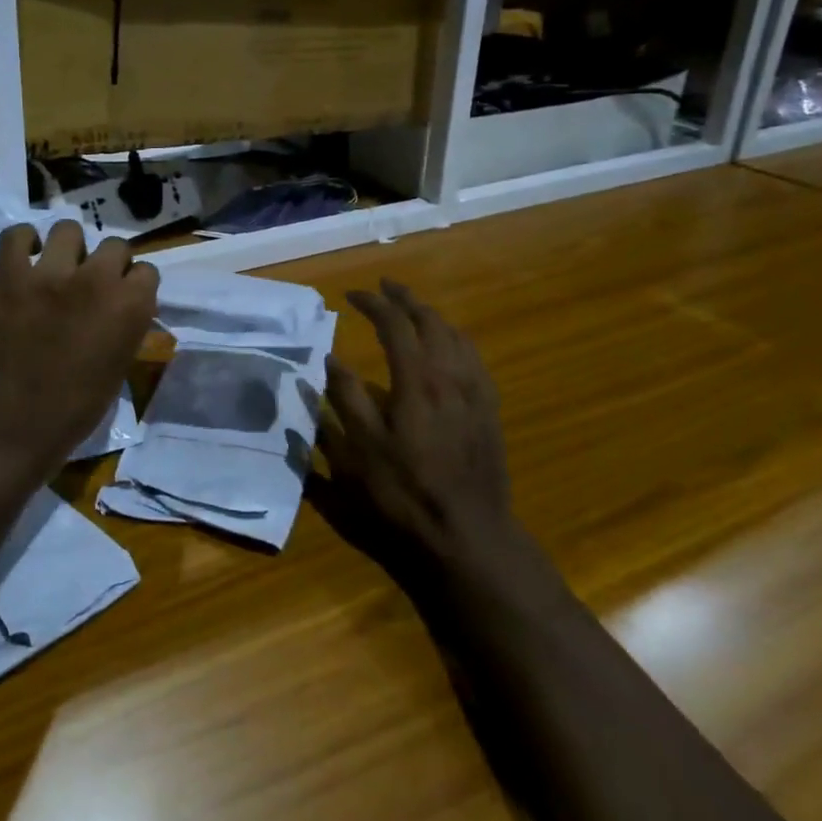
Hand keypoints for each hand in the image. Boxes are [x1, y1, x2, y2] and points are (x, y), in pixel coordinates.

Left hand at [0, 221, 159, 478]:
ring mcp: (49, 274)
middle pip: (114, 245)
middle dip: (108, 264)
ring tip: (59, 270)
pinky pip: (17, 234)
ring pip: (68, 229)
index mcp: (131, 306)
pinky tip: (27, 262)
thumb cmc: (78, 408)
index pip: (147, 270)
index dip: (134, 285)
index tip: (123, 299)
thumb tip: (125, 301)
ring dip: (69, 249)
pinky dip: (23, 243)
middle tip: (92, 286)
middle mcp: (96, 280)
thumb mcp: (122, 364)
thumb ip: (129, 323)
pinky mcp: (10, 277)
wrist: (15, 428)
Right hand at [322, 280, 511, 571]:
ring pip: (456, 335)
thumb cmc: (405, 492)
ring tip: (413, 310)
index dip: (373, 303)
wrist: (468, 533)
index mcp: (416, 380)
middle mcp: (450, 374)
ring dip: (431, 315)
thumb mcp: (360, 449)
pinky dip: (455, 338)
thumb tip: (332, 358)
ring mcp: (475, 391)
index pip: (395, 323)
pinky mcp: (489, 409)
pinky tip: (449, 346)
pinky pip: (474, 357)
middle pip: (430, 320)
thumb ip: (345, 398)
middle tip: (384, 287)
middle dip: (405, 299)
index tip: (351, 295)